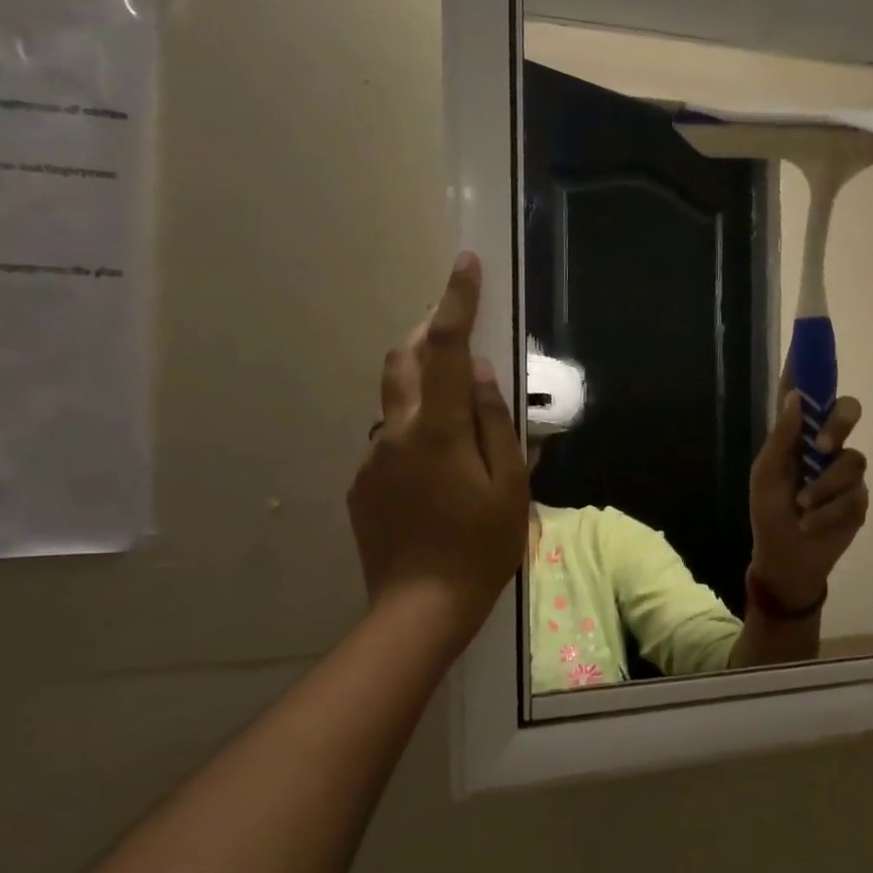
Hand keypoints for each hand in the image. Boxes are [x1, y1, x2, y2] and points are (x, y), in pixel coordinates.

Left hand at [347, 253, 527, 649]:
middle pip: (404, 359)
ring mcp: (372, 457)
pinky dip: (415, 432)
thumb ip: (496, 422)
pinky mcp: (361, 482)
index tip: (465, 264)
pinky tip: (438, 474)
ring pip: (396, 400)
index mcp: (438, 430)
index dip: (457, 302)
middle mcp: (396, 432)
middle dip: (429, 333)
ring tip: (458, 417)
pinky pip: (390, 439)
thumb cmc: (481, 546)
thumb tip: (484, 373)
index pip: (449, 350)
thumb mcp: (510, 485)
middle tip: (458, 333)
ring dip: (424, 386)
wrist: (419, 608)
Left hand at [748, 390, 868, 611]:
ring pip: (852, 459)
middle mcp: (825, 446)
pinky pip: (855, 494)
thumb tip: (795, 397)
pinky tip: (815, 524)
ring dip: (824, 488)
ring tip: (805, 509)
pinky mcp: (860, 498)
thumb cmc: (769, 515)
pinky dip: (830, 511)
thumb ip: (782, 438)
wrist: (789, 560)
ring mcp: (845, 472)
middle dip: (839, 423)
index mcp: (797, 437)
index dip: (809, 369)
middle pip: (847, 412)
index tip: (809, 340)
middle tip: (823, 445)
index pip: (805, 395)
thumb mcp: (767, 476)